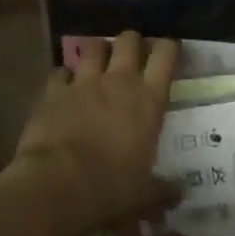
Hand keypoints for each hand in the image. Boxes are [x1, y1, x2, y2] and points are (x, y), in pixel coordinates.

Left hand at [7, 31, 180, 235]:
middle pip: (129, 40)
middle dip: (132, 42)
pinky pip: (60, 71)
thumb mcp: (144, 195)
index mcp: (148, 100)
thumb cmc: (111, 188)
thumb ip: (163, 190)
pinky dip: (63, 76)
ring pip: (94, 46)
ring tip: (98, 61)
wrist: (57, 184)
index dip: (168, 47)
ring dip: (98, 51)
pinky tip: (63, 85)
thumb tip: (180, 193)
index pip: (165, 56)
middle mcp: (119, 81)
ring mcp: (84, 82)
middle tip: (132, 54)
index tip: (169, 50)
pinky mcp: (53, 90)